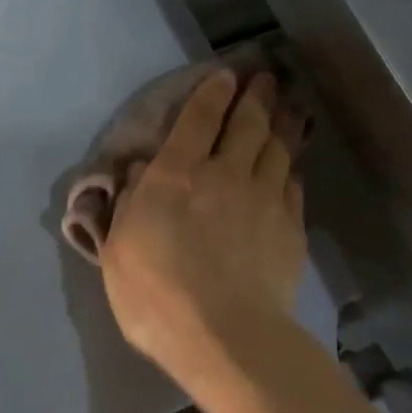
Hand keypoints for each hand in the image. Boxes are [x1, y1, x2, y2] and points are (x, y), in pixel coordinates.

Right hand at [100, 70, 305, 395]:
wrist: (226, 337)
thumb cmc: (156, 295)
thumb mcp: (118, 250)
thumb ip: (128, 203)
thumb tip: (141, 171)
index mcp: (177, 175)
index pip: (199, 119)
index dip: (212, 93)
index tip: (226, 75)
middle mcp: (225, 174)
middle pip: (248, 124)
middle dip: (257, 97)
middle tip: (266, 78)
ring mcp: (264, 200)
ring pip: (278, 149)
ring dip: (282, 124)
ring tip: (287, 108)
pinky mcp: (291, 229)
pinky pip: (292, 186)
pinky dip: (290, 170)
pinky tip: (290, 169)